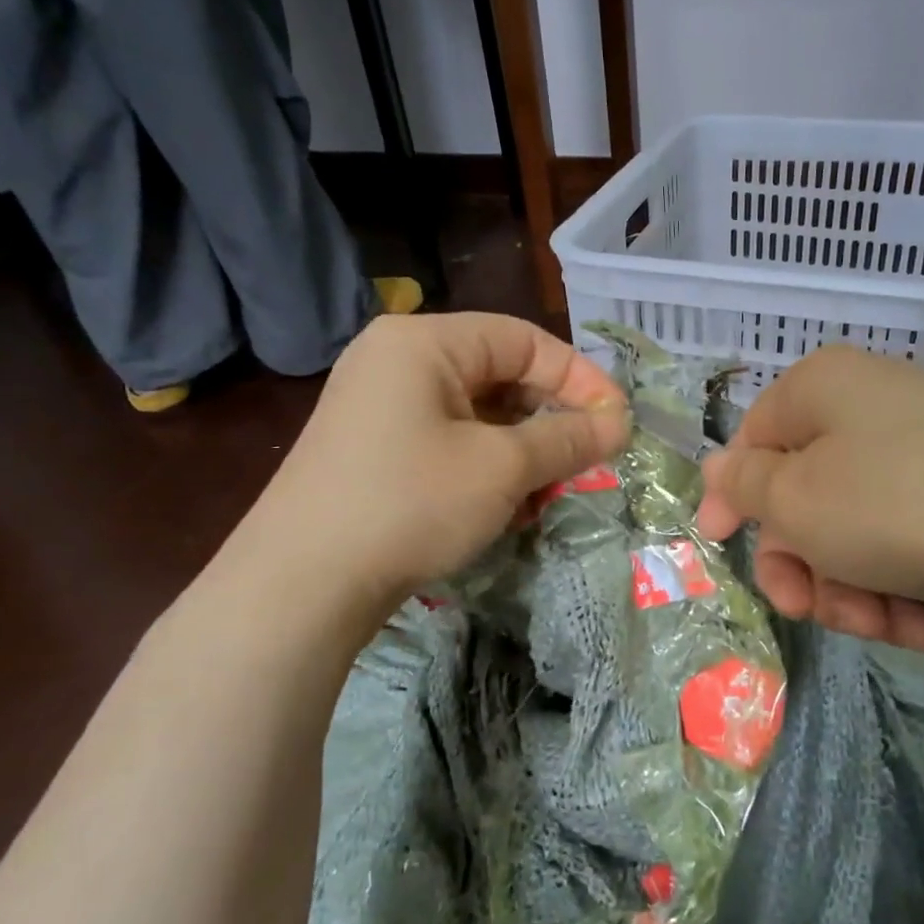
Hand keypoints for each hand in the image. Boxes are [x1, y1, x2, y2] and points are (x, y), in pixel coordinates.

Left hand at [231, 313, 629, 622]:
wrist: (303, 583)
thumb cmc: (410, 503)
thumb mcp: (501, 468)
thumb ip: (567, 439)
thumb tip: (620, 423)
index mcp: (424, 342)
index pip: (523, 340)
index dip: (579, 378)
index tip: (617, 421)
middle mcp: (397, 362)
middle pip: (499, 376)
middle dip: (549, 421)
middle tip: (586, 461)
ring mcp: (380, 409)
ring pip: (477, 416)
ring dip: (522, 451)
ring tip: (547, 492)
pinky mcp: (375, 452)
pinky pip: (449, 444)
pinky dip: (486, 468)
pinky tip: (506, 508)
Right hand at [695, 345, 923, 651]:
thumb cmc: (895, 506)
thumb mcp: (795, 498)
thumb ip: (743, 484)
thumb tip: (720, 467)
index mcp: (824, 389)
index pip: (752, 438)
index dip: (731, 496)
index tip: (720, 543)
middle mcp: (873, 412)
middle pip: (803, 498)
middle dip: (802, 566)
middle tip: (808, 607)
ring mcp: (923, 459)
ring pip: (851, 536)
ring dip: (852, 592)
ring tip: (884, 623)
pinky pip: (902, 548)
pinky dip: (900, 592)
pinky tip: (923, 624)